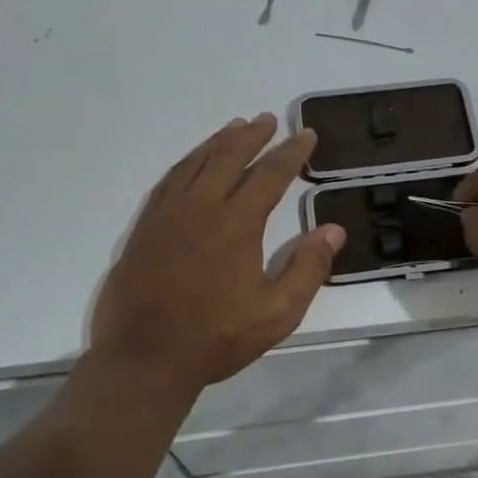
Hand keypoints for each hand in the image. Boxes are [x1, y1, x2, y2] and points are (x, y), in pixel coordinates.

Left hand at [91, 114, 344, 395]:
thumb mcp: (277, 313)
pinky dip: (187, 162)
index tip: (306, 135)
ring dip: (218, 142)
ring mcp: (167, 214)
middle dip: (252, 136)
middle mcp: (200, 207)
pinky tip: (193, 162)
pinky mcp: (145, 227)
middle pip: (229, 157)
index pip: (270, 175)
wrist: (145, 358)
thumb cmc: (216, 338)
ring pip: (196, 163)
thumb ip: (308, 268)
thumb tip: (333, 229)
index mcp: (236, 224)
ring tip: (235, 127)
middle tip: (268, 119)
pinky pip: (169, 180)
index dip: (291, 152)